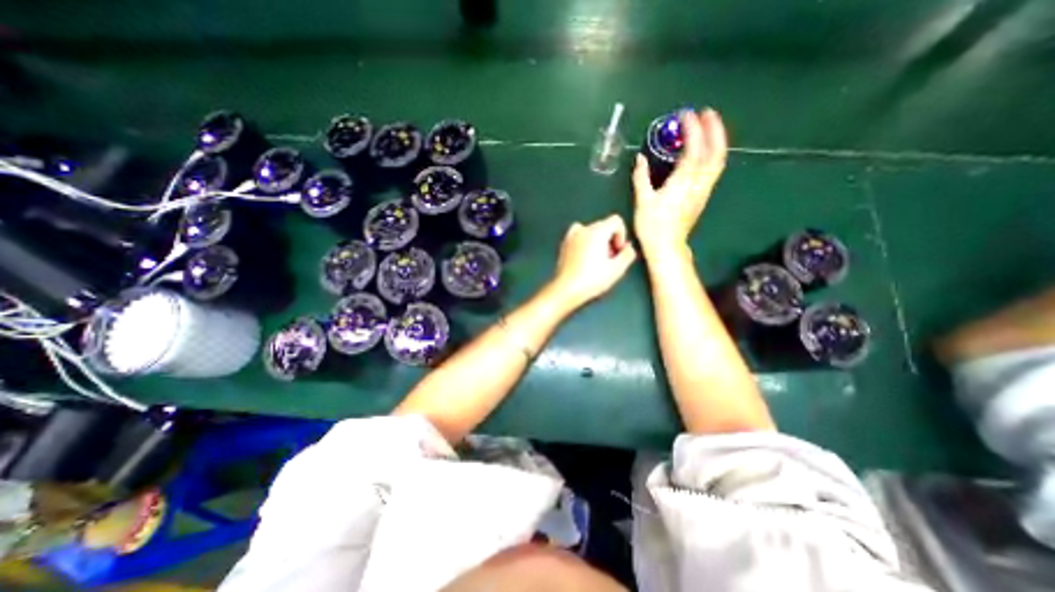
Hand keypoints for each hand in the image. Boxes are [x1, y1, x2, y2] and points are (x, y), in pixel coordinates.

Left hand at [548, 215, 638, 305]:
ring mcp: (571, 237)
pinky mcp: (564, 245)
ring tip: (598, 260)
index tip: (619, 250)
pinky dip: (585, 244)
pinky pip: (578, 238)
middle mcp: (583, 230)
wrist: (566, 289)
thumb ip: (627, 255)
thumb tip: (629, 249)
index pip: (616, 221)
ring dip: (597, 242)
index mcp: (597, 232)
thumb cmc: (590, 280)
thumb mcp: (617, 269)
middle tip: (610, 259)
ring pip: (590, 232)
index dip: (622, 235)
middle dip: (610, 240)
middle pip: (603, 226)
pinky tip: (586, 260)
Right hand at [629, 109, 730, 256]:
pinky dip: (714, 153)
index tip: (685, 114)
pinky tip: (706, 151)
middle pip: (715, 150)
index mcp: (683, 180)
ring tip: (710, 126)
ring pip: (718, 160)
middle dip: (714, 128)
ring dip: (717, 139)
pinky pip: (714, 169)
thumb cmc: (653, 225)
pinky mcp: (703, 196)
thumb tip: (640, 159)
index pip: (693, 148)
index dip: (692, 128)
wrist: (667, 246)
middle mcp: (698, 182)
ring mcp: (704, 189)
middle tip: (707, 112)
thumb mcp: (642, 201)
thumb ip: (641, 177)